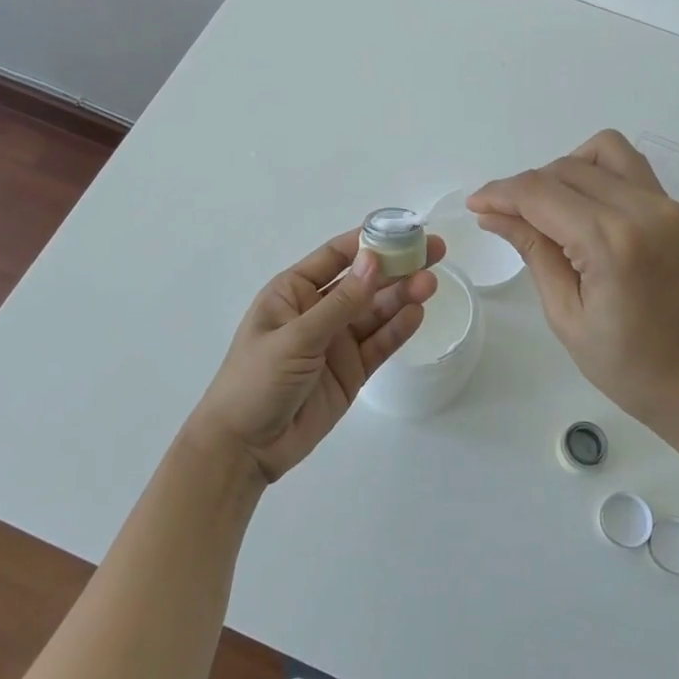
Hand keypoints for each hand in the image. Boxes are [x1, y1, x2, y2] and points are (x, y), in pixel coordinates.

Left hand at [188, 229, 444, 481]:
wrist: (244, 448)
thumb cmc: (256, 380)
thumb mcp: (296, 337)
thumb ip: (340, 303)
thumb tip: (374, 260)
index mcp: (294, 292)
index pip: (336, 256)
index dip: (369, 241)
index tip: (404, 230)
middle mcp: (318, 311)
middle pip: (364, 282)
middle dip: (396, 267)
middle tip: (434, 252)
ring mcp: (336, 342)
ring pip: (376, 312)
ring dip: (402, 296)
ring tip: (430, 283)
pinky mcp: (351, 371)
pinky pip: (379, 344)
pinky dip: (398, 329)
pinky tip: (417, 314)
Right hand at [469, 130, 678, 433]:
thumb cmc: (630, 368)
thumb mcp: (566, 316)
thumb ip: (533, 252)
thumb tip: (493, 214)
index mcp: (612, 243)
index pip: (541, 193)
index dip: (500, 194)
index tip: (475, 206)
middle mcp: (643, 209)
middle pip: (565, 168)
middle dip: (525, 187)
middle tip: (502, 219)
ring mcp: (665, 204)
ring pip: (600, 151)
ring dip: (562, 171)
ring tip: (545, 211)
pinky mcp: (675, 209)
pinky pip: (628, 166)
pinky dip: (595, 171)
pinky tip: (579, 207)